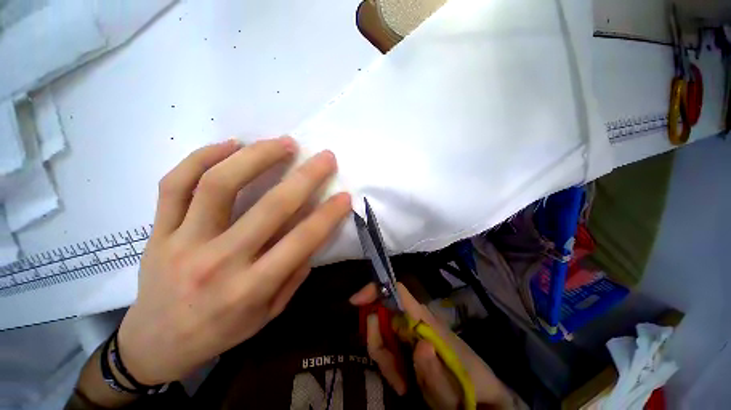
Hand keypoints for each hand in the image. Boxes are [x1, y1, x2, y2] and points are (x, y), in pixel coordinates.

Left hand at [117, 137, 350, 384]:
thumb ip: (294, 272)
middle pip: (269, 207)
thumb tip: (314, 232)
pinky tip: (231, 145)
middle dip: (305, 177)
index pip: (301, 241)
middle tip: (324, 157)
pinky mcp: (157, 231)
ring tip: (282, 143)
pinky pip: (175, 184)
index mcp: (250, 288)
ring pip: (218, 185)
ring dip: (257, 156)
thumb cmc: (221, 331)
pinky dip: (203, 157)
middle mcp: (218, 262)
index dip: (328, 214)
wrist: (156, 343)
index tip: (345, 196)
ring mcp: (181, 242)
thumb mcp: (269, 313)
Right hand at [350, 283, 513, 409]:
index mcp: (425, 319)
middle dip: (377, 341)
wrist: (480, 394)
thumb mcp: (451, 388)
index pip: (397, 291)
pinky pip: (387, 345)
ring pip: (382, 332)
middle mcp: (414, 319)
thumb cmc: (468, 384)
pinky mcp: (408, 343)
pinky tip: (402, 381)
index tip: (355, 301)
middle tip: (393, 373)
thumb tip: (420, 344)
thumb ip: (435, 371)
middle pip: (382, 315)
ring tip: (401, 384)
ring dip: (383, 358)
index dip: (376, 288)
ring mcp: (410, 331)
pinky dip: (387, 363)